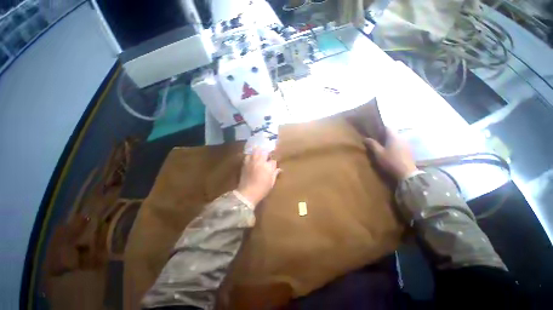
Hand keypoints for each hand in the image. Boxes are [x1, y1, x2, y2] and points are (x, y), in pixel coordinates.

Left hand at [237, 148, 280, 206]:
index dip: (274, 162)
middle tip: (267, 157)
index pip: (273, 161)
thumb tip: (279, 169)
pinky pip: (248, 155)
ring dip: (259, 152)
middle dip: (267, 154)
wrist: (247, 193)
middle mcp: (260, 162)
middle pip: (264, 152)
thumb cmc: (262, 189)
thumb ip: (275, 174)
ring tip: (260, 155)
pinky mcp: (245, 163)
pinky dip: (251, 156)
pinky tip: (252, 159)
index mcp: (268, 167)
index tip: (274, 165)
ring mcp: (252, 162)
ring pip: (256, 151)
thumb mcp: (271, 182)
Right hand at [363, 128, 417, 180]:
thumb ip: (372, 144)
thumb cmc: (390, 161)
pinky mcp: (409, 150)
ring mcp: (406, 144)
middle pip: (392, 133)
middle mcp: (401, 138)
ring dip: (389, 140)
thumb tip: (365, 138)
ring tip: (382, 145)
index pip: (387, 127)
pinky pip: (400, 144)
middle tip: (376, 139)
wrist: (406, 173)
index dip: (380, 128)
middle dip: (384, 135)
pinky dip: (394, 145)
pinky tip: (390, 151)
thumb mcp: (378, 153)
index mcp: (393, 137)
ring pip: (396, 139)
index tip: (374, 130)